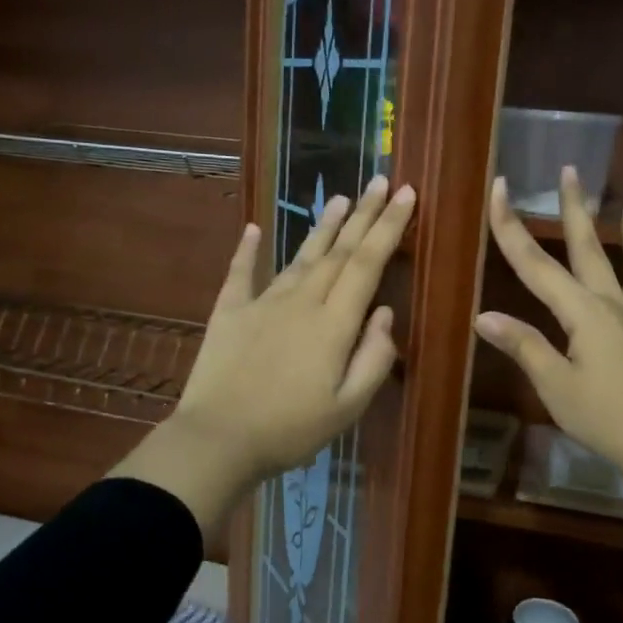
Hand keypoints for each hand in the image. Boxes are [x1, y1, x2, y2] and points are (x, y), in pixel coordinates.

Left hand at [112, 176, 415, 533]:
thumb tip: (386, 314)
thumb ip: (373, 358)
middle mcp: (301, 301)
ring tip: (339, 198)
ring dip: (322, 227)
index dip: (388, 227)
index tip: (404, 194)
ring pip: (299, 256)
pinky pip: (241, 274)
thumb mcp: (347, 407)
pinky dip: (247, 250)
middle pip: (338, 251)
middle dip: (363, 215)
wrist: (217, 440)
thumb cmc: (290, 430)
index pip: (367, 264)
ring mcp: (262, 303)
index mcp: (333, 323)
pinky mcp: (229, 313)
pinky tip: (252, 228)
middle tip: (380, 182)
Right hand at [475, 167, 622, 568]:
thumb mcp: (554, 384)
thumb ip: (523, 345)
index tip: (498, 188)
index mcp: (582, 311)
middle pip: (588, 248)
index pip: (535, 263)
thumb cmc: (604, 416)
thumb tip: (483, 315)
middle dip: (574, 208)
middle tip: (570, 170)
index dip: (511, 226)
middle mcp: (612, 304)